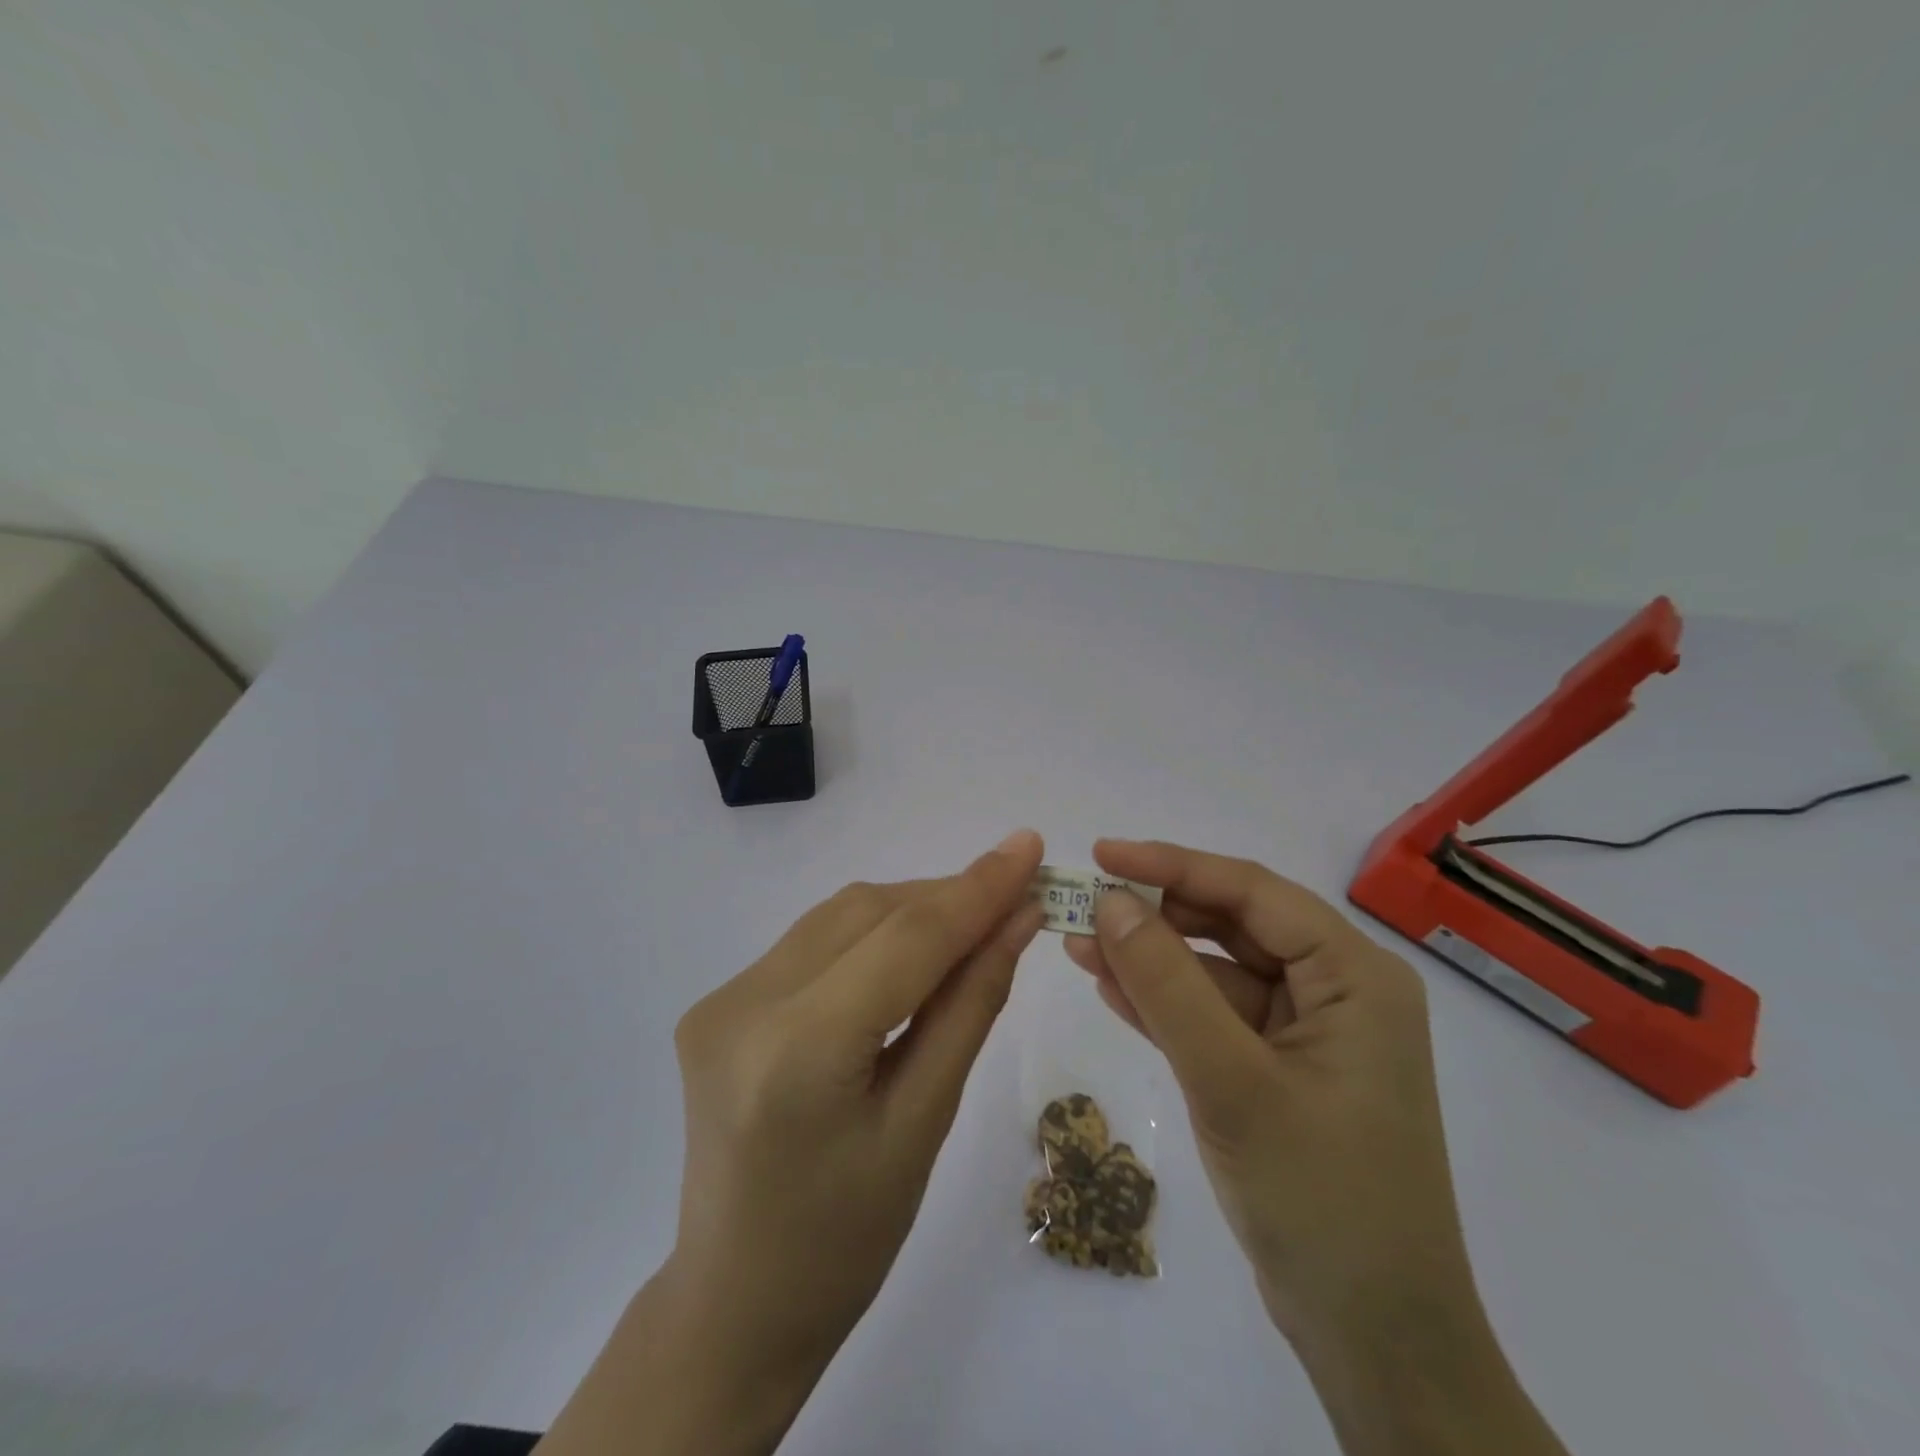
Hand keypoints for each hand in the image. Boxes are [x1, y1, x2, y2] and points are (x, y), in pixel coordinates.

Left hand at [539, 830, 1046, 1455]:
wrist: (735, 1303)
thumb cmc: (847, 1241)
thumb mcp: (925, 1125)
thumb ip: (970, 1007)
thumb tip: (1018, 920)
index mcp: (797, 1052)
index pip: (905, 939)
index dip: (976, 888)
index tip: (1031, 846)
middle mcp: (745, 1004)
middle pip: (868, 912)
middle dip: (947, 898)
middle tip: (1015, 898)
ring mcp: (722, 998)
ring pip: (839, 916)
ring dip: (910, 911)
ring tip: (971, 926)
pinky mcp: (718, 1001)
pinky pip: (813, 941)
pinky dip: (870, 934)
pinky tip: (908, 956)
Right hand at [1065, 840, 1568, 1455]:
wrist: (1374, 1341)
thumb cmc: (1321, 1199)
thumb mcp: (1233, 1081)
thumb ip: (1168, 986)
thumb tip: (1111, 902)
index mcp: (1354, 975)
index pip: (1253, 892)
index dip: (1173, 866)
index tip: (1102, 854)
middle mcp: (1336, 990)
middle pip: (1232, 926)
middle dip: (1156, 915)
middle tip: (1082, 905)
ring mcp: (1306, 1032)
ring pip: (1215, 971)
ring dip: (1150, 960)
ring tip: (1078, 943)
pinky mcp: (1277, 1069)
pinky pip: (1213, 1016)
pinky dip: (1163, 1003)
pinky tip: (1108, 986)